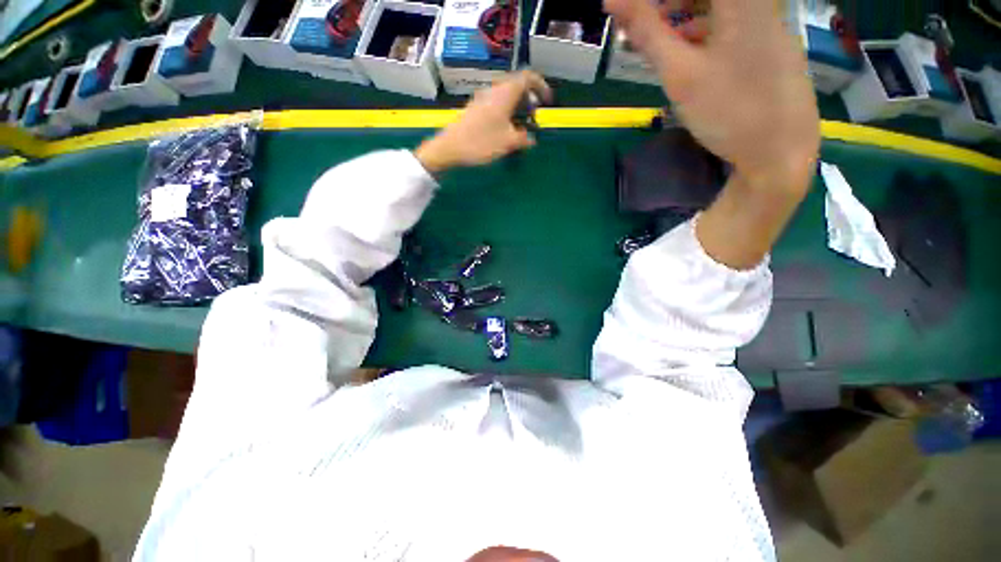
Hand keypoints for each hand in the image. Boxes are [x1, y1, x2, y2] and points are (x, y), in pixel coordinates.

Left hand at [415, 71, 552, 173]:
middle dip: (529, 101)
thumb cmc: (481, 143)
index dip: (541, 86)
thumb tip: (531, 139)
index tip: (546, 102)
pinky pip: (496, 104)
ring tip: (520, 128)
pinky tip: (504, 130)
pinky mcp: (475, 109)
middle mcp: (494, 91)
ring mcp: (482, 99)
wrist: (450, 148)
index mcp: (505, 93)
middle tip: (532, 119)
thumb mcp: (508, 143)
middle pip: (517, 87)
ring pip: (505, 96)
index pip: (528, 77)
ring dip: (517, 108)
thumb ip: (524, 139)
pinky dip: (505, 113)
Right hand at [606, 0, 819, 189]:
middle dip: (668, 3)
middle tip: (641, 23)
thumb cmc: (729, 111)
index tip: (634, 12)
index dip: (655, 2)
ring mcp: (768, 18)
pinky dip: (702, 25)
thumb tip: (613, 0)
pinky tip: (687, 49)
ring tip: (658, 37)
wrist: (779, 151)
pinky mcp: (769, 38)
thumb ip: (648, 32)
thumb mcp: (680, 73)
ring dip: (682, 12)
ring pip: (717, 4)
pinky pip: (731, 17)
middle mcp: (760, 0)